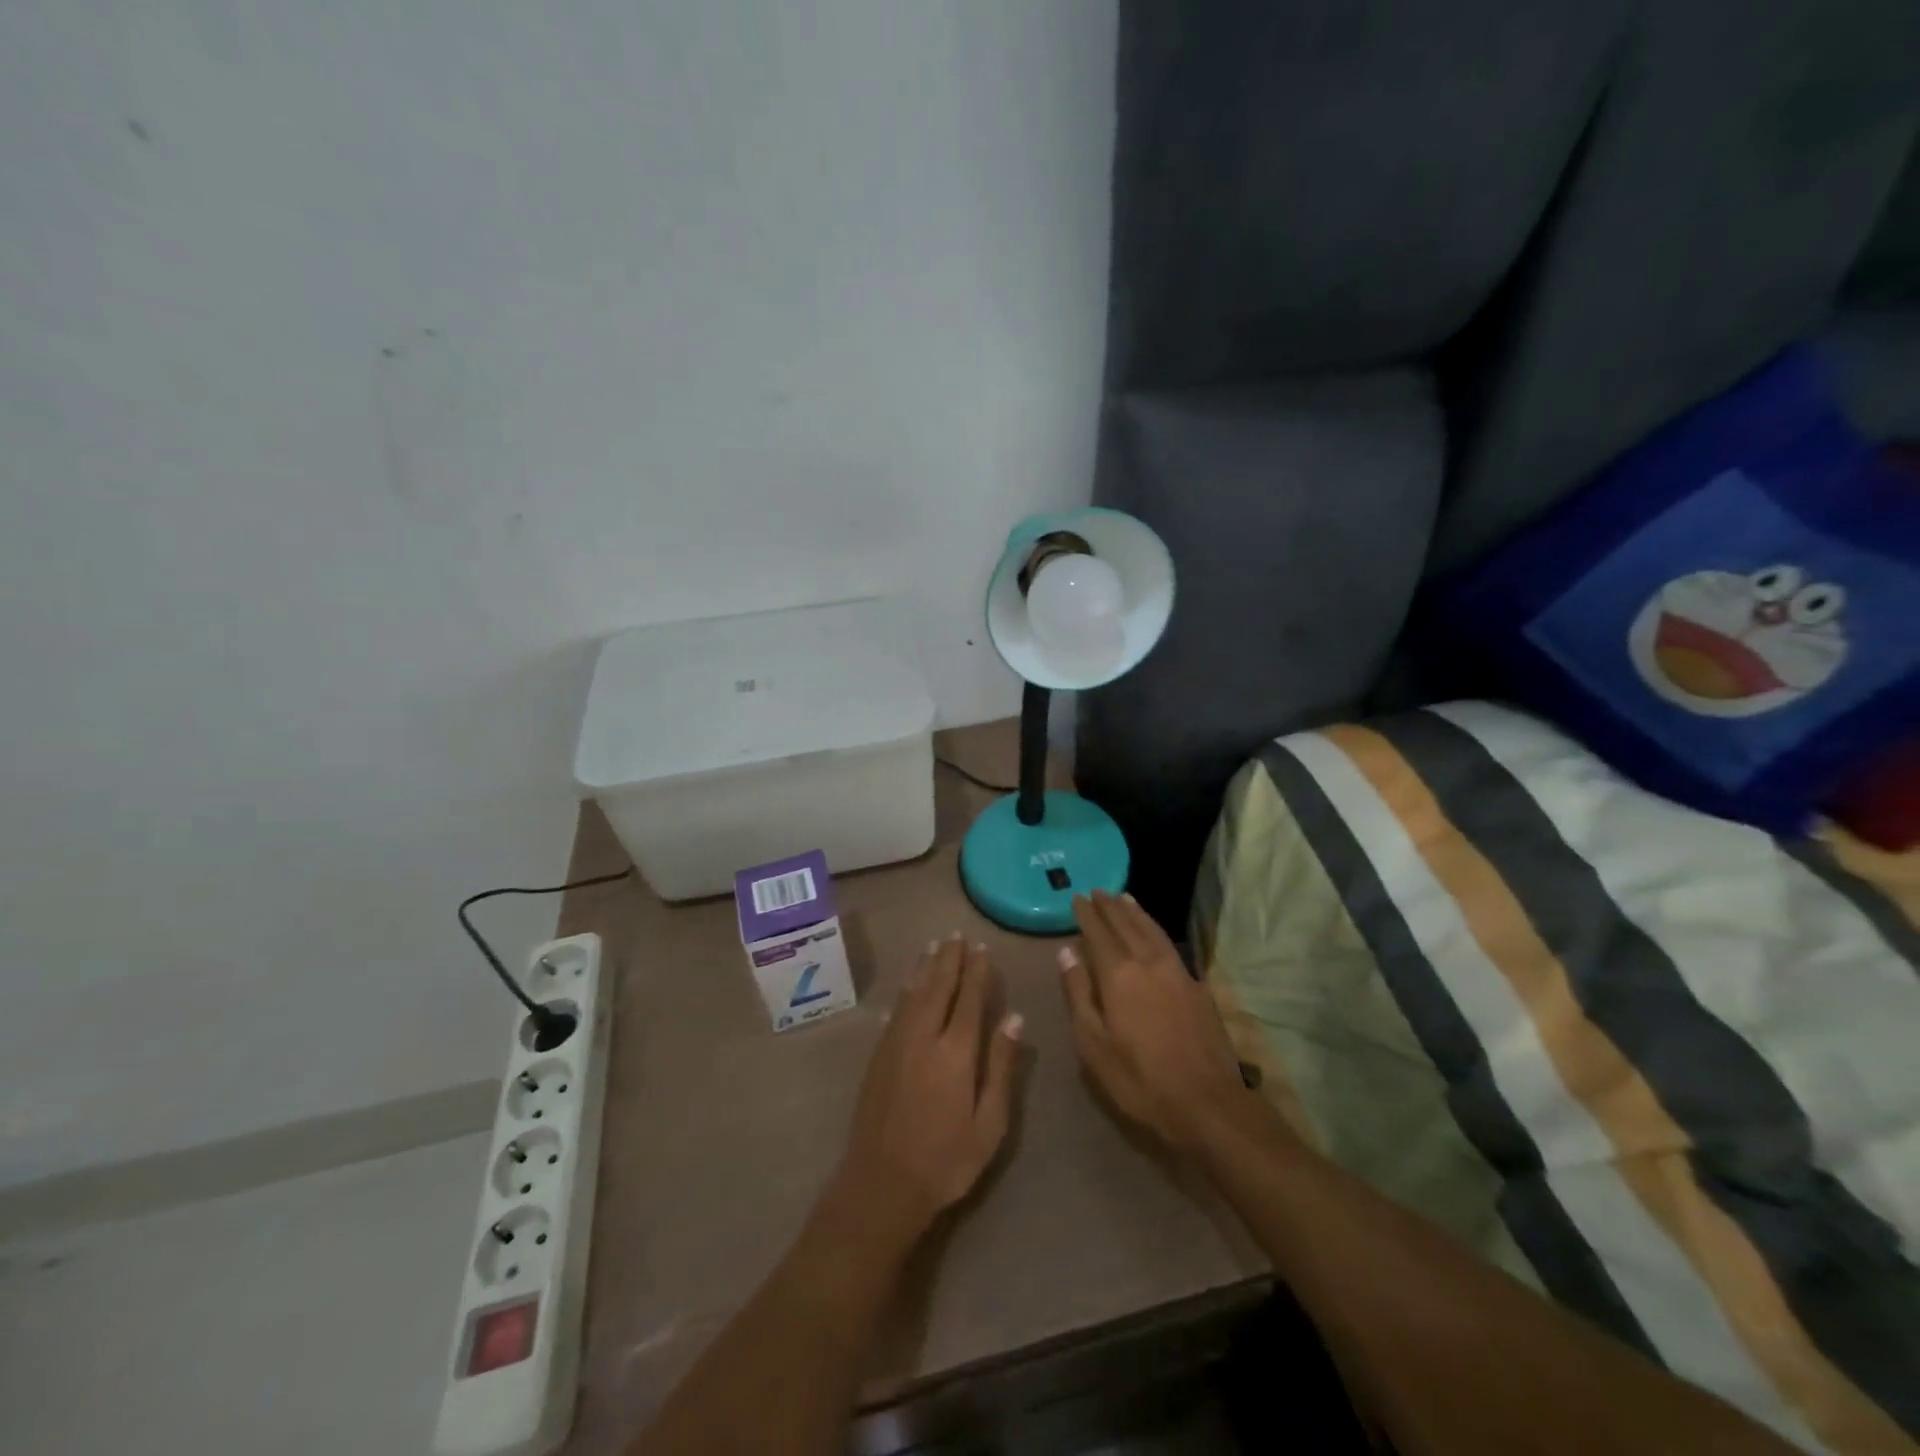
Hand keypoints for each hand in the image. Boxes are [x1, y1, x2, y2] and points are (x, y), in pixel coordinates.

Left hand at [833, 935, 1022, 1242]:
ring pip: (912, 994)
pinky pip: (895, 1012)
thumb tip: (1014, 1018)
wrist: (881, 1185)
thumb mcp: (989, 1123)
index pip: (969, 999)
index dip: (976, 971)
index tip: (981, 948)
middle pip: (938, 987)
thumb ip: (1001, 1067)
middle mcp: (923, 1037)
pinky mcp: (877, 1057)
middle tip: (956, 935)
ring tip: (933, 946)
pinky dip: (905, 993)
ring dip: (924, 968)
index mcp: (955, 1052)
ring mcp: (896, 1044)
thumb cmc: (946, 1160)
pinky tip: (906, 988)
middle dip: (948, 959)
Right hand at [1059, 891, 1259, 1152]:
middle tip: (1097, 891)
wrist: (1207, 1103)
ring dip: (1135, 912)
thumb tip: (1066, 952)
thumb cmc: (1139, 1078)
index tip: (1076, 897)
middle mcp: (1148, 962)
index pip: (1098, 933)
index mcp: (1119, 974)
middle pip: (1126, 924)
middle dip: (1109, 906)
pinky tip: (1153, 932)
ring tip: (1123, 898)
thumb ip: (1078, 993)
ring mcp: (1177, 972)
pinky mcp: (1196, 986)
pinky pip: (1169, 944)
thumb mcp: (1093, 1043)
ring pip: (1152, 930)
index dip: (1086, 914)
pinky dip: (1155, 929)